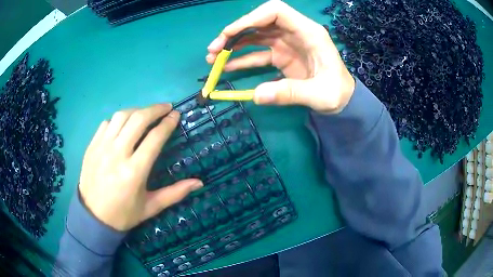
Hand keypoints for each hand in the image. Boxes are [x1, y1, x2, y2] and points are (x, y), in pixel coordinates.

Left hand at [79, 104, 202, 230]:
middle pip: (138, 119)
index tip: (176, 115)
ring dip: (137, 111)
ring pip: (121, 116)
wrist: (93, 217)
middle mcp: (117, 154)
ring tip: (145, 114)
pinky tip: (124, 126)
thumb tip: (199, 183)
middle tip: (166, 108)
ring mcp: (102, 147)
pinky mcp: (92, 146)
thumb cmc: (123, 214)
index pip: (154, 138)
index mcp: (134, 171)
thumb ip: (175, 193)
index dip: (168, 123)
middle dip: (155, 109)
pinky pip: (106, 123)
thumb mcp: (151, 207)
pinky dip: (118, 120)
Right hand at [206, 0, 354, 112]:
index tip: (231, 33)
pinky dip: (242, 59)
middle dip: (235, 33)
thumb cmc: (337, 92)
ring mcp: (286, 44)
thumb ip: (291, 93)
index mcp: (308, 32)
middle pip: (259, 23)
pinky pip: (258, 53)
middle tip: (214, 49)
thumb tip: (257, 96)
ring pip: (255, 36)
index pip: (276, 11)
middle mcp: (294, 33)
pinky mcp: (281, 57)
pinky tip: (228, 67)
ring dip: (233, 45)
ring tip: (214, 59)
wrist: (342, 99)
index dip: (252, 17)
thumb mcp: (320, 94)